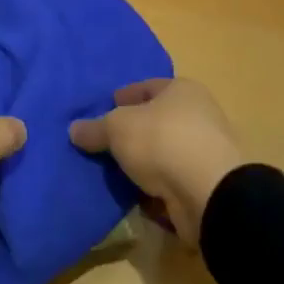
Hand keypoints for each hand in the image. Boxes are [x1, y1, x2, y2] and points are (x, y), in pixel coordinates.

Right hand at [68, 79, 242, 245]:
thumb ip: (95, 128)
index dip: (123, 97)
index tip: (103, 109)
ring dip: (144, 164)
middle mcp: (199, 116)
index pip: (147, 87)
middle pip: (156, 121)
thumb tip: (74, 130)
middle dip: (132, 132)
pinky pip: (171, 184)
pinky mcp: (206, 187)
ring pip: (164, 154)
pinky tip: (133, 195)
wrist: (209, 195)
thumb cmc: (162, 141)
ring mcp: (205, 154)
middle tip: (105, 143)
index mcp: (182, 90)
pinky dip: (154, 189)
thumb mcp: (117, 128)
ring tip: (115, 171)